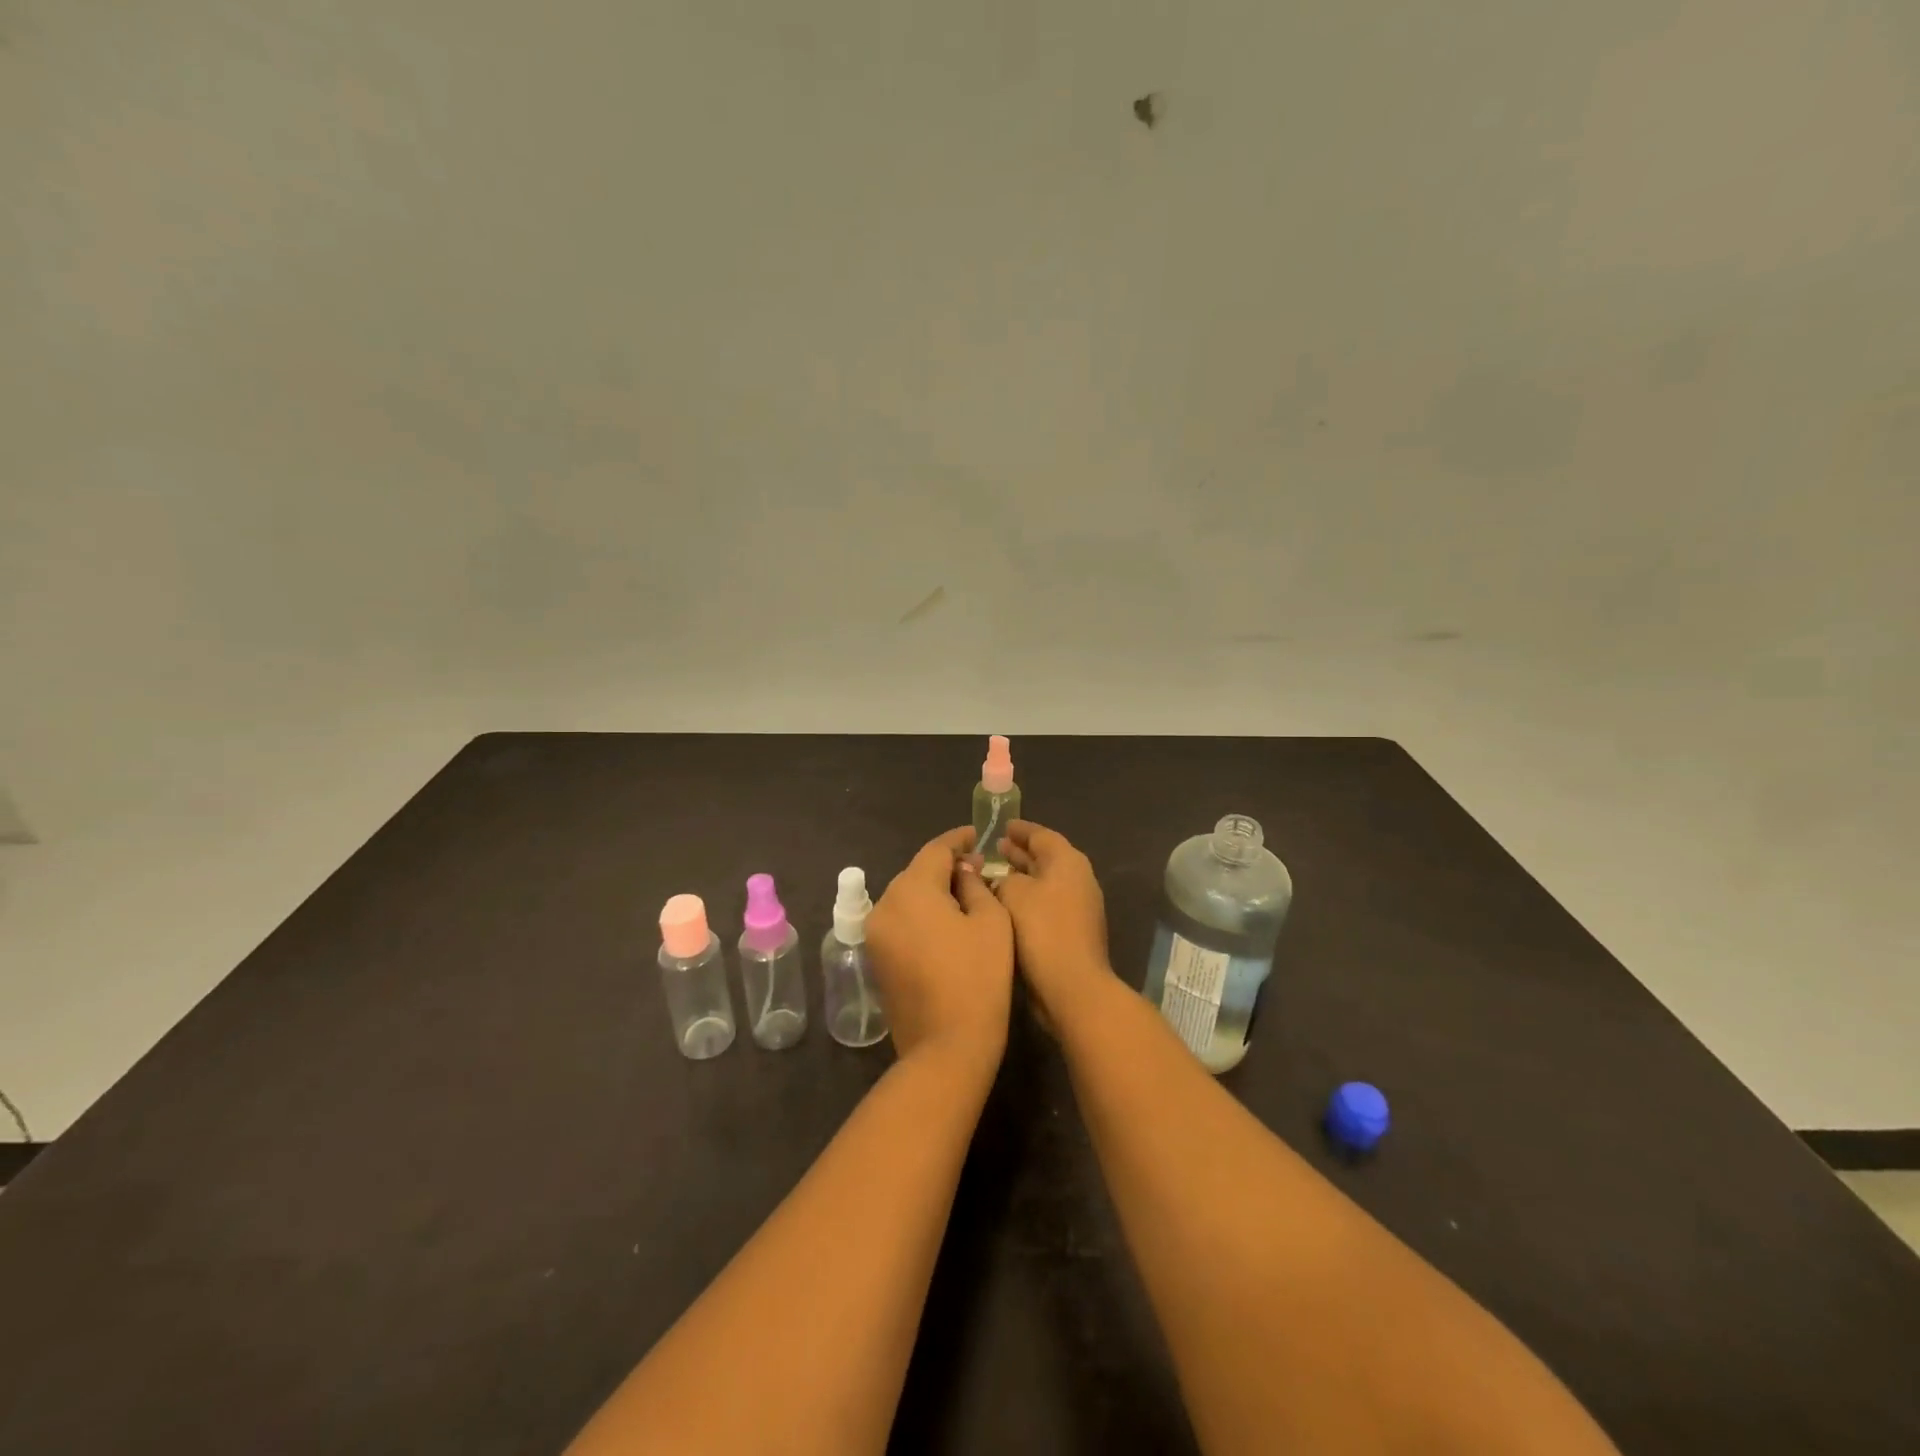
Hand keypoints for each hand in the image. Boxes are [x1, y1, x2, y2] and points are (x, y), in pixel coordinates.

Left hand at [866, 827, 1013, 1070]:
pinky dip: (920, 915)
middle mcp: (884, 904)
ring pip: (906, 897)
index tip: (977, 835)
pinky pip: (900, 921)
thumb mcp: (990, 922)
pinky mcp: (875, 958)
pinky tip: (944, 923)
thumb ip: (976, 885)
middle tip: (977, 868)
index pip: (935, 850)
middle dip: (945, 866)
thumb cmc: (978, 979)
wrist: (945, 1047)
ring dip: (932, 891)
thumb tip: (963, 872)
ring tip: (963, 895)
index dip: (958, 839)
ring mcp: (875, 934)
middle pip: (917, 872)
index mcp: (911, 889)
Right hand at [994, 820, 1113, 1033]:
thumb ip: (1004, 877)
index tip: (1001, 826)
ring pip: (1044, 883)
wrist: (1071, 986)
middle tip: (994, 848)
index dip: (1020, 829)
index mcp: (1068, 862)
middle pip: (1046, 858)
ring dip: (1021, 878)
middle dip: (1020, 853)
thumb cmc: (1041, 930)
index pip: (1042, 835)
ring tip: (993, 875)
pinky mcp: (1072, 932)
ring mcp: (1078, 908)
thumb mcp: (1013, 893)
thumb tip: (1003, 880)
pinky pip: (1045, 905)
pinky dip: (1026, 900)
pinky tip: (1003, 907)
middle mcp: (1078, 879)